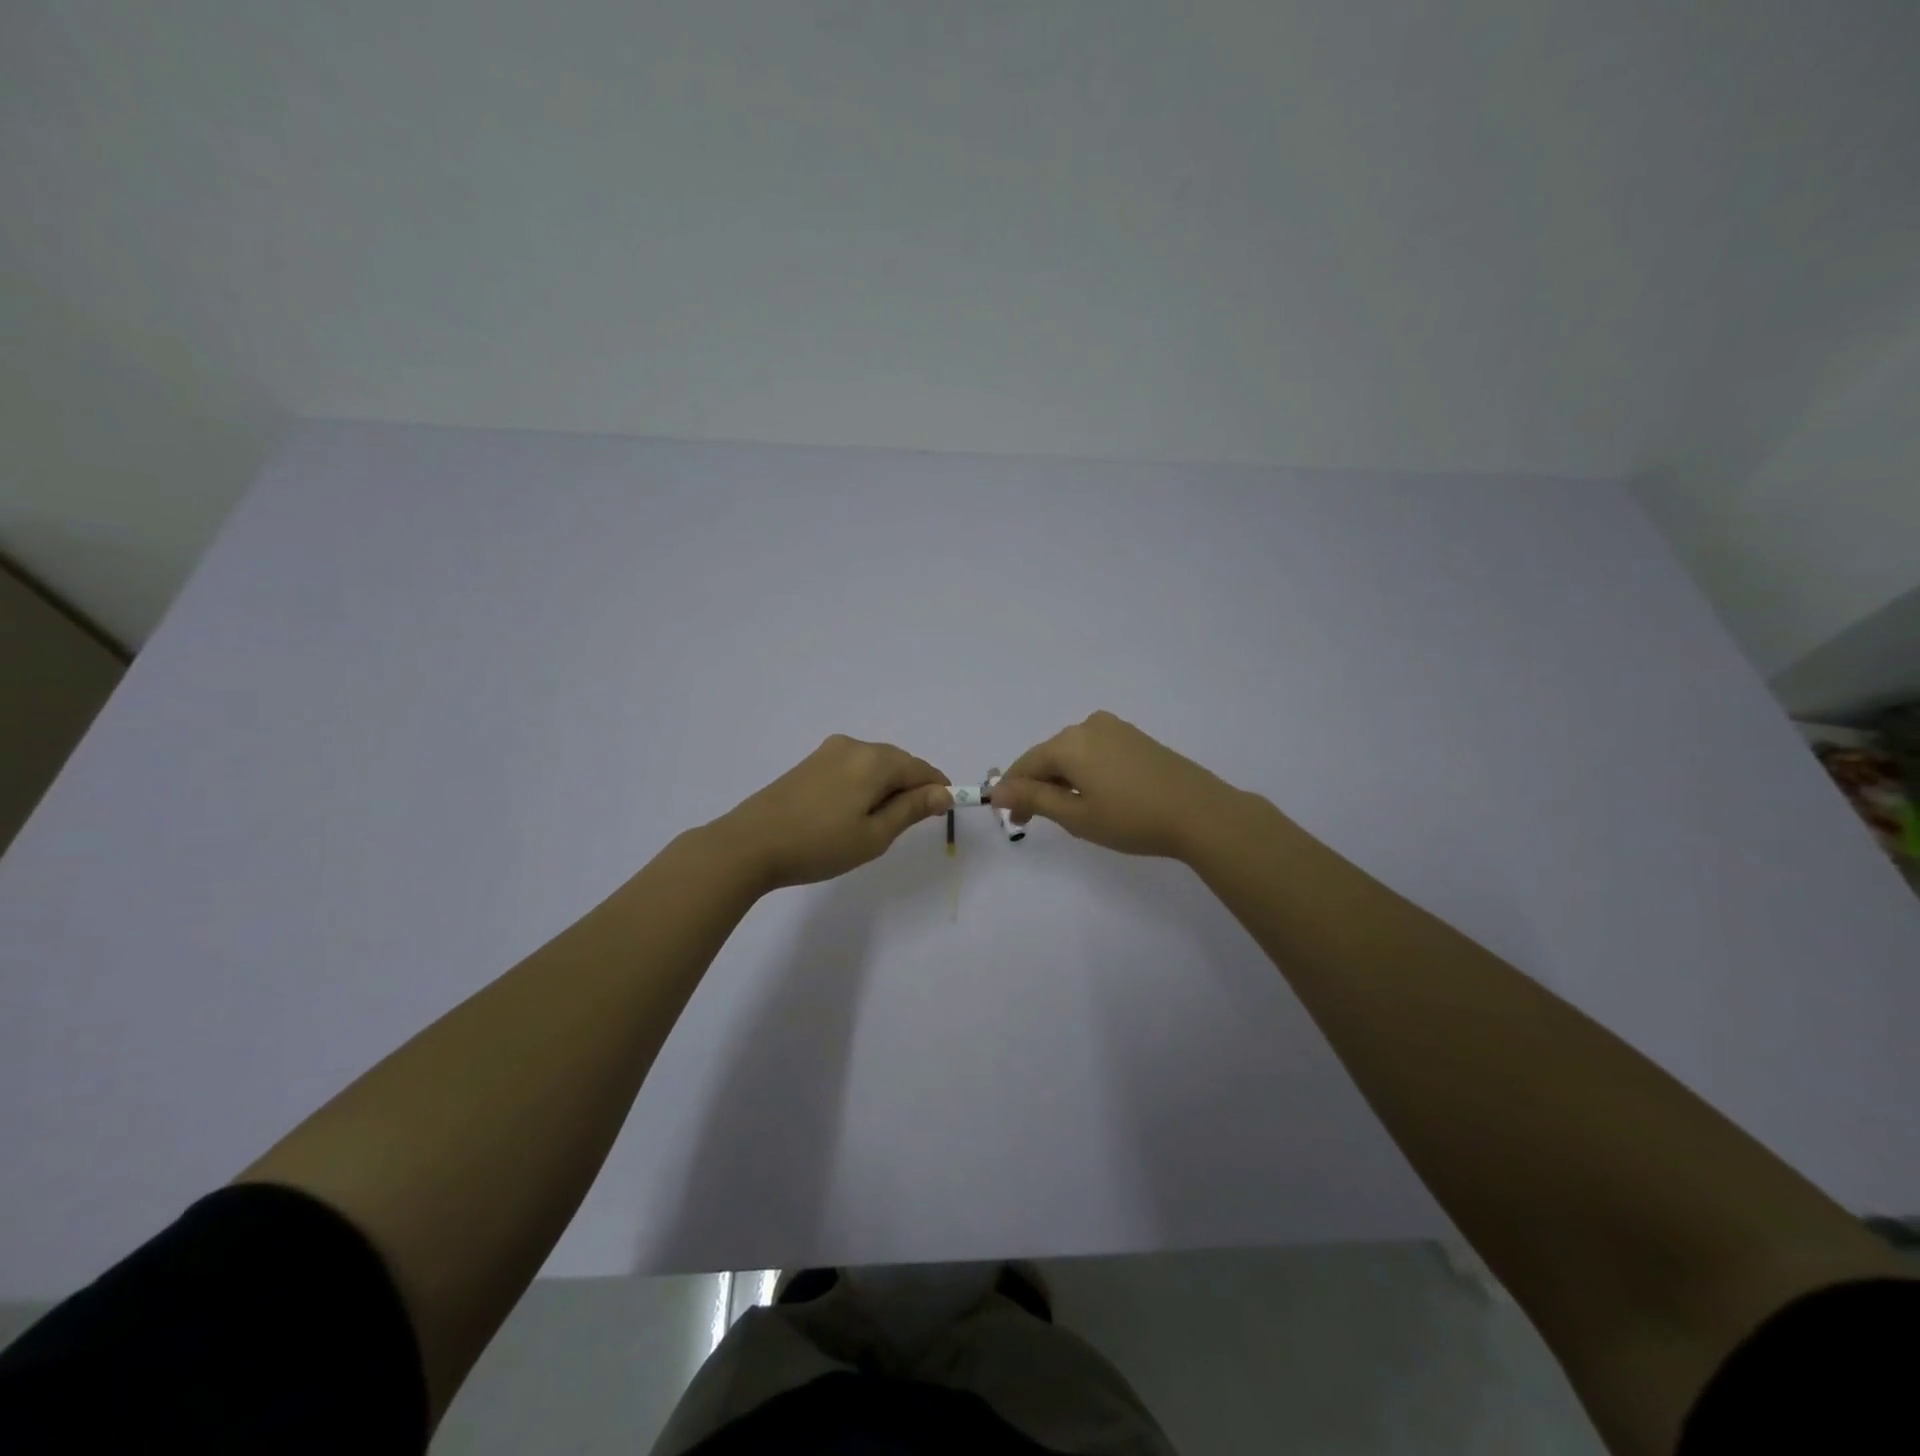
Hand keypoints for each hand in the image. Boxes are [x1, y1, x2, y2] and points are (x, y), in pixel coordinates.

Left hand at [712, 735, 952, 892]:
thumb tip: (943, 792)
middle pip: (897, 762)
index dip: (938, 789)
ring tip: (877, 824)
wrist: (749, 844)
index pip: (921, 768)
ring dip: (886, 788)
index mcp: (874, 760)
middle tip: (909, 825)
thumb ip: (911, 810)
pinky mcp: (809, 763)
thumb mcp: (874, 835)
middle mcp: (854, 745)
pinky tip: (852, 812)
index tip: (944, 813)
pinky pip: (852, 768)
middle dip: (911, 787)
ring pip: (873, 765)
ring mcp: (828, 752)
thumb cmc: (819, 844)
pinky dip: (863, 785)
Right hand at [990, 711, 1245, 860]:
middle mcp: (1088, 726)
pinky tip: (1100, 797)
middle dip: (1040, 787)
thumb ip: (1034, 800)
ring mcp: (1116, 729)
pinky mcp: (1136, 738)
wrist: (1201, 813)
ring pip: (1074, 754)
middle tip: (1041, 823)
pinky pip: (1096, 752)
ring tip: (1075, 814)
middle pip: (1049, 756)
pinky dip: (1087, 773)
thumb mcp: (1076, 816)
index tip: (1015, 822)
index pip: (1026, 764)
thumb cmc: (1132, 818)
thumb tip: (998, 790)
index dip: (1014, 793)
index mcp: (1069, 742)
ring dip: (1064, 781)